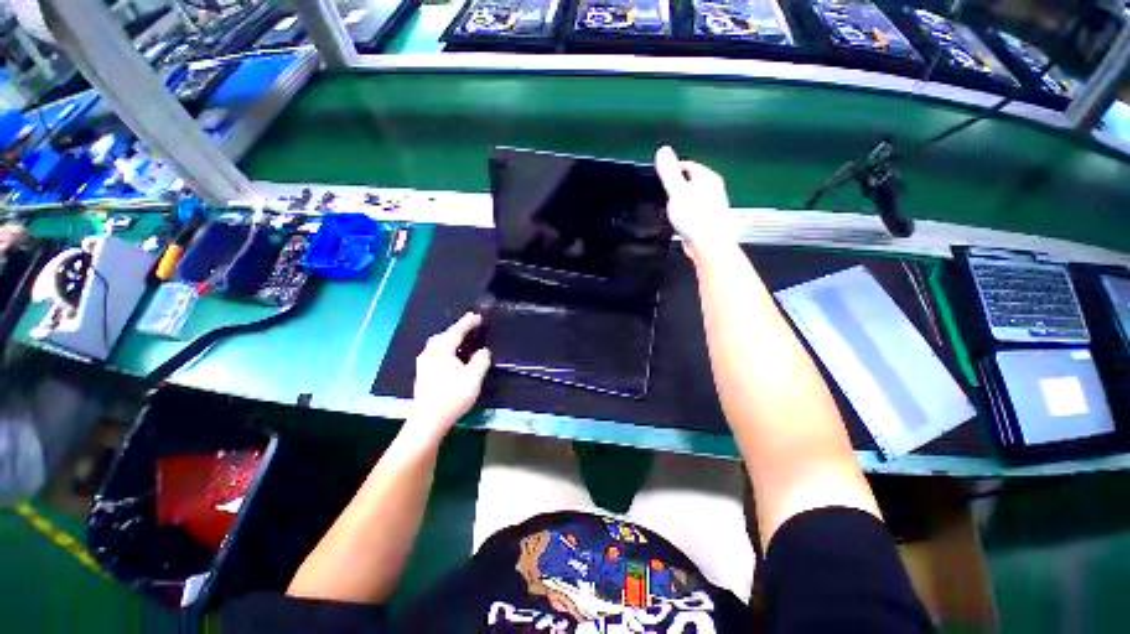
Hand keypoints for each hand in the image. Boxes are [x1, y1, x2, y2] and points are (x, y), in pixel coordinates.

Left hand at [407, 313, 490, 440]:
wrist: (428, 421)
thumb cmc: (451, 397)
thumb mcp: (472, 378)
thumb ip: (481, 361)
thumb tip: (484, 351)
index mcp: (441, 351)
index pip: (456, 331)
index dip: (468, 323)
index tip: (478, 316)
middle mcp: (429, 354)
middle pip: (443, 336)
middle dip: (457, 329)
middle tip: (471, 326)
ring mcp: (424, 364)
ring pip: (438, 345)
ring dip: (451, 339)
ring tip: (464, 340)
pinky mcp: (423, 374)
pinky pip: (436, 353)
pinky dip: (447, 349)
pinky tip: (453, 357)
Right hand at [654, 146, 736, 260]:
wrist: (709, 245)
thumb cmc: (695, 218)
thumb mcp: (677, 192)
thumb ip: (669, 172)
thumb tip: (663, 150)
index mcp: (707, 177)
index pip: (687, 165)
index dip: (671, 170)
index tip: (659, 179)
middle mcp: (713, 188)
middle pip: (690, 181)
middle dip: (676, 187)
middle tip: (662, 195)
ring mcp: (713, 204)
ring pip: (692, 197)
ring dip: (680, 202)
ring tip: (669, 210)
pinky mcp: (709, 219)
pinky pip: (693, 211)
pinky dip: (685, 214)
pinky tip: (679, 222)